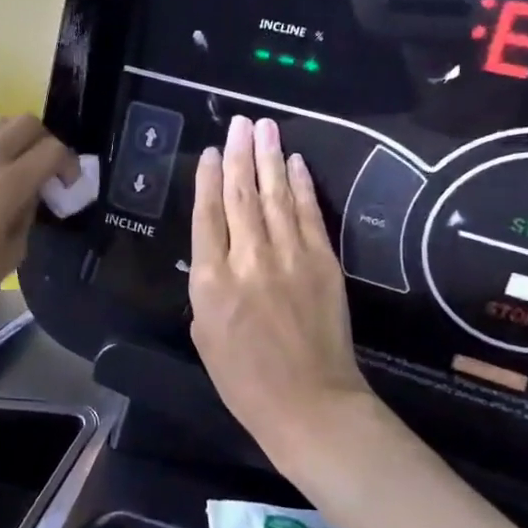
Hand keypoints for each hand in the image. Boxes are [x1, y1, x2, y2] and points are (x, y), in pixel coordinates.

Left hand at [0, 115, 77, 327]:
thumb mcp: (8, 256)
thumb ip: (27, 218)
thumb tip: (30, 198)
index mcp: (6, 184)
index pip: (52, 149)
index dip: (70, 164)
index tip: (69, 188)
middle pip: (26, 122)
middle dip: (46, 141)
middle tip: (48, 173)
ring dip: (19, 143)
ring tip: (20, 176)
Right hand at [189, 116, 375, 480]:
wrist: (310, 404)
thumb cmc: (245, 380)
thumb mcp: (204, 335)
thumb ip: (206, 288)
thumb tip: (214, 254)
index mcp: (212, 283)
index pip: (207, 217)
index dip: (207, 180)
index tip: (210, 152)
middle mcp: (249, 261)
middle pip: (241, 196)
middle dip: (239, 155)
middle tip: (239, 123)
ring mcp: (290, 258)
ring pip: (276, 197)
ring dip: (269, 158)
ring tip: (263, 127)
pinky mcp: (324, 263)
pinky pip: (309, 215)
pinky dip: (302, 186)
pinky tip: (294, 163)